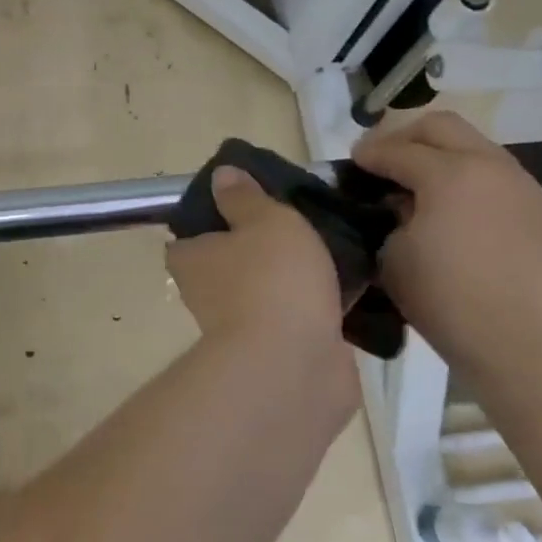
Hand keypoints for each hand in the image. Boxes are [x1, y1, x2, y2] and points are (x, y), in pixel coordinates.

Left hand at [165, 167, 348, 364]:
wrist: (294, 366)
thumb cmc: (272, 279)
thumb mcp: (263, 220)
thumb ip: (245, 198)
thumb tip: (221, 175)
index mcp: (192, 260)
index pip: (189, 237)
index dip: (213, 220)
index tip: (245, 206)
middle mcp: (208, 295)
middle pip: (231, 263)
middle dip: (261, 248)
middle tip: (301, 222)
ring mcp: (245, 328)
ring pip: (269, 291)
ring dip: (293, 279)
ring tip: (336, 248)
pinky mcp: (281, 353)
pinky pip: (300, 318)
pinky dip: (319, 307)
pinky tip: (353, 287)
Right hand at [351, 111, 541, 380]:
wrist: (524, 344)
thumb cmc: (445, 301)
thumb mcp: (393, 256)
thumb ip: (390, 217)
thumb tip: (400, 204)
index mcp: (449, 174)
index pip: (396, 150)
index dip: (368, 153)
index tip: (352, 162)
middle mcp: (491, 166)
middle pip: (442, 126)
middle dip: (406, 136)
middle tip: (385, 159)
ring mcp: (524, 186)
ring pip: (477, 148)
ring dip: (443, 157)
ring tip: (423, 187)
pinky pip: (500, 181)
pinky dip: (472, 184)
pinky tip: (461, 216)